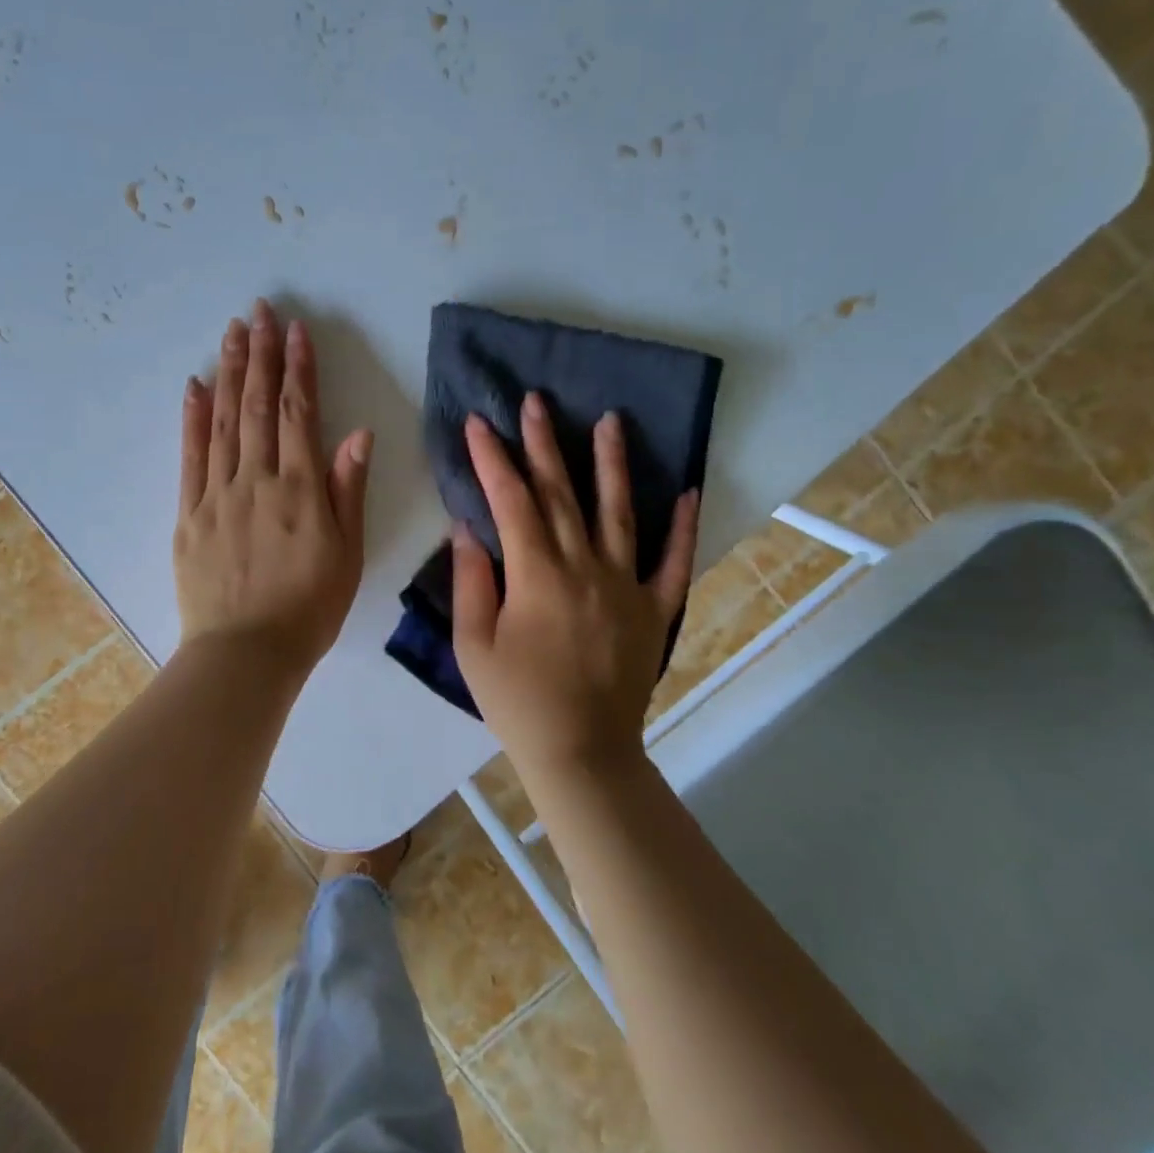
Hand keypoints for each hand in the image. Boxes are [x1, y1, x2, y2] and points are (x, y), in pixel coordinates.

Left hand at [175, 300, 373, 676]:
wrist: (245, 654)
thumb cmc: (308, 609)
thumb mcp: (347, 554)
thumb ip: (348, 490)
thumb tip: (358, 434)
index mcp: (300, 490)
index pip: (299, 414)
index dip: (298, 368)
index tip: (297, 330)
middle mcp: (256, 480)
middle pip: (257, 406)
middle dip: (260, 355)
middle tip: (260, 312)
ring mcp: (217, 495)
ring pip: (223, 422)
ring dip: (228, 373)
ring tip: (232, 333)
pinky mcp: (188, 514)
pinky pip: (189, 457)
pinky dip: (191, 419)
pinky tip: (193, 387)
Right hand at [452, 393, 698, 773]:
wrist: (581, 752)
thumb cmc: (517, 701)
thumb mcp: (473, 644)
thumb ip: (470, 580)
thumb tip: (466, 526)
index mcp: (537, 575)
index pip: (511, 501)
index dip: (492, 459)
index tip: (478, 423)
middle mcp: (585, 567)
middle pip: (562, 493)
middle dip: (544, 443)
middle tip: (536, 400)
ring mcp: (626, 586)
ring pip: (619, 512)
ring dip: (611, 463)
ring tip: (610, 420)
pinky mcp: (655, 609)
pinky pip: (672, 561)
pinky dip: (682, 526)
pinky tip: (686, 490)